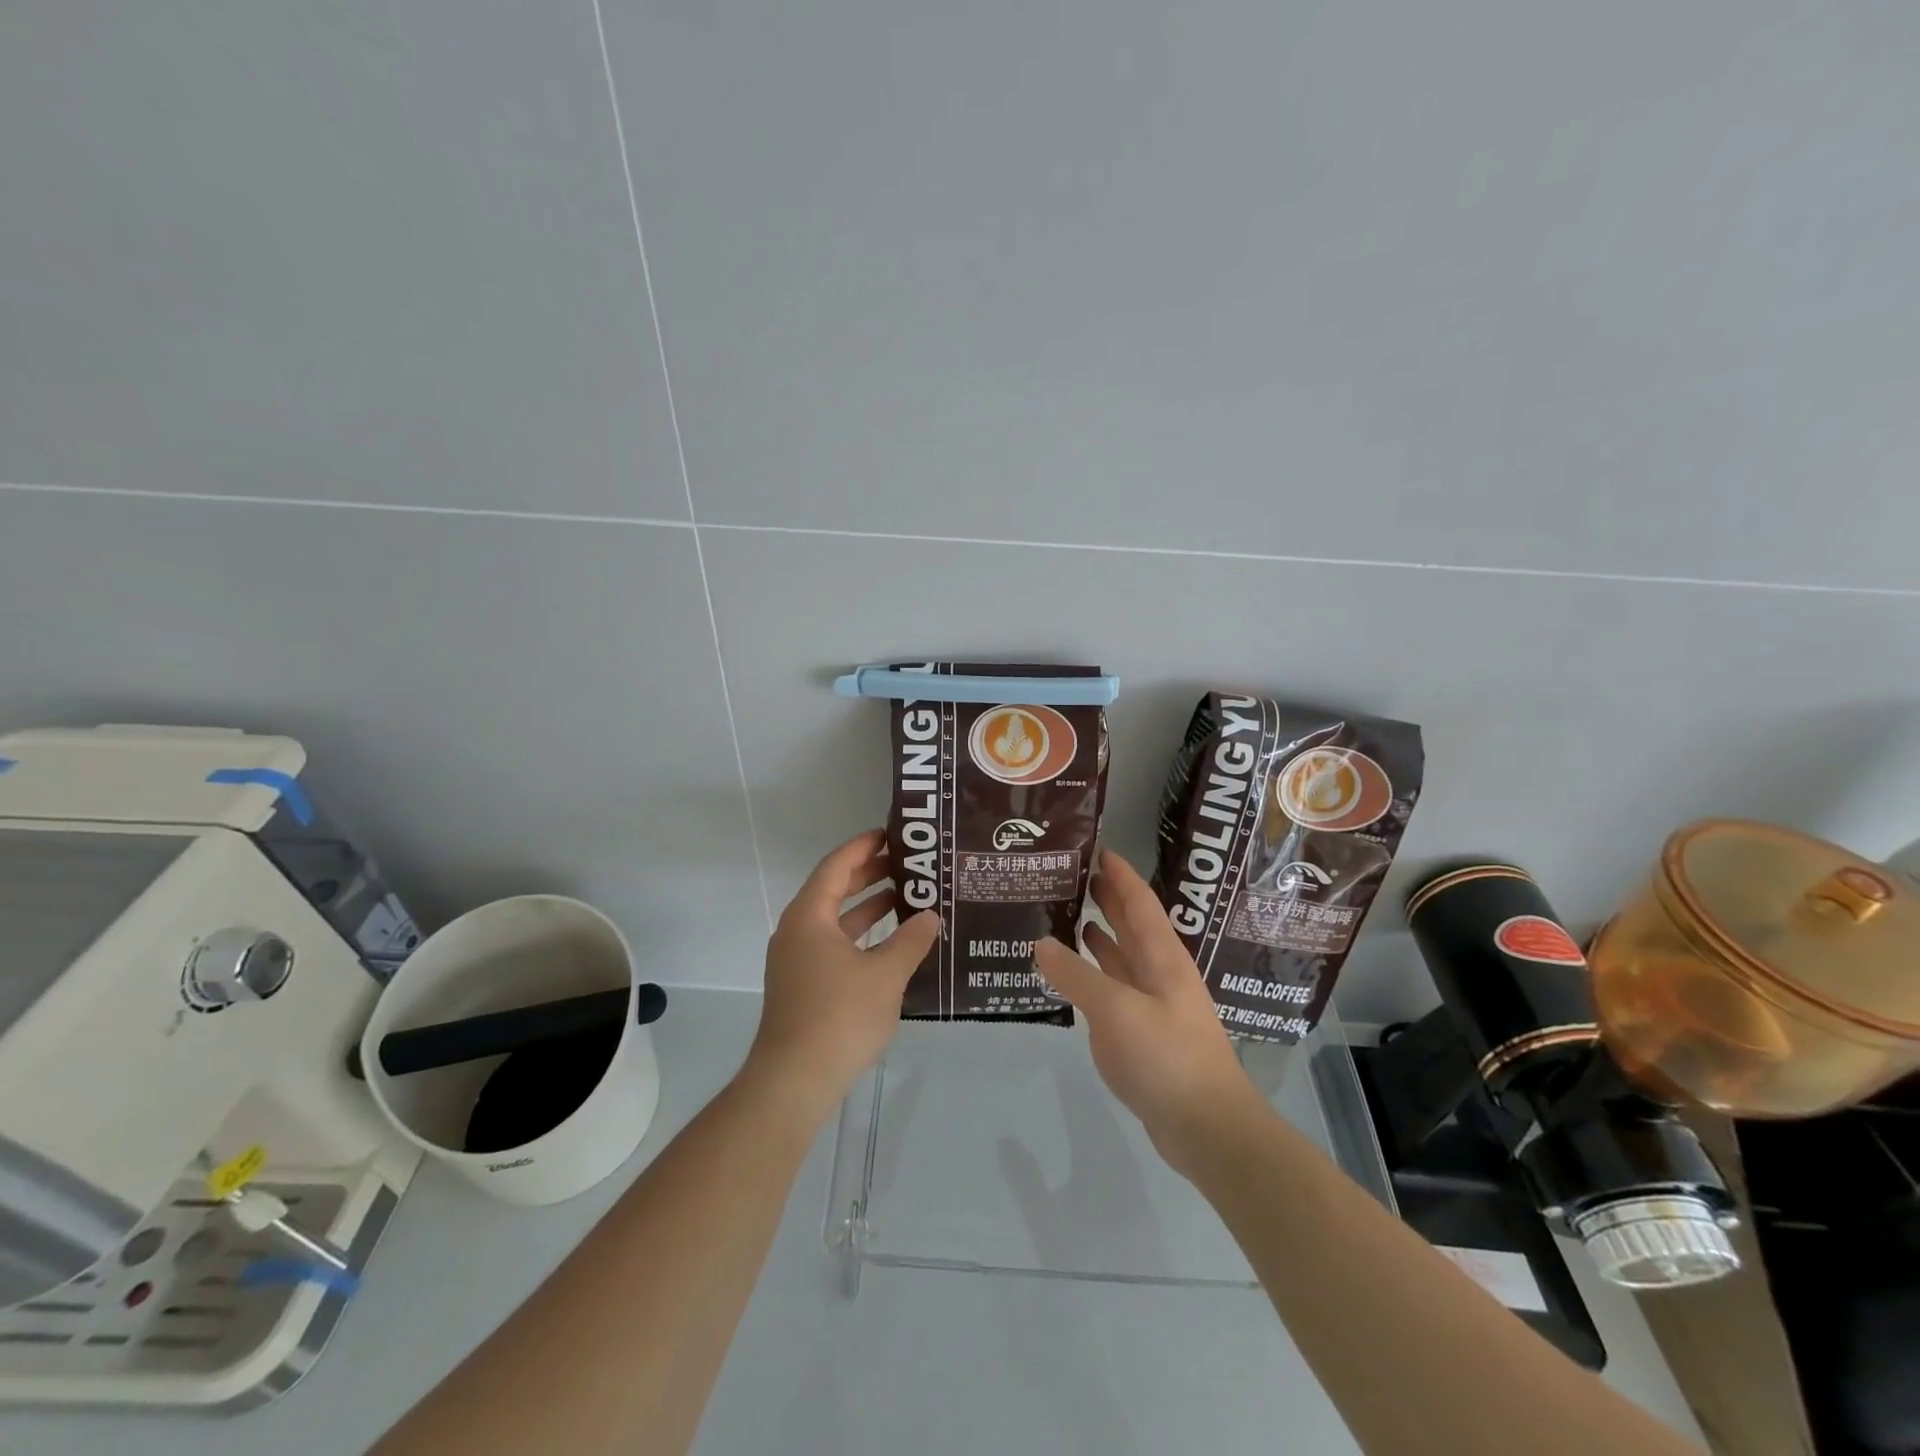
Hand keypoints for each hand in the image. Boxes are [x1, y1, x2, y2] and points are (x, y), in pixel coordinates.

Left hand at [745, 829, 940, 1114]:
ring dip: (866, 907)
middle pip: (832, 889)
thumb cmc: (839, 1017)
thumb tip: (931, 915)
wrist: (793, 1081)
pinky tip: (890, 945)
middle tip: (906, 864)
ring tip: (905, 898)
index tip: (891, 834)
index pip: (836, 866)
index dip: (863, 847)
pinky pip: (833, 945)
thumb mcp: (886, 975)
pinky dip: (860, 936)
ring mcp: (796, 960)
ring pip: (834, 920)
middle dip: (868, 874)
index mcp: (809, 917)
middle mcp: (796, 931)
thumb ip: (911, 940)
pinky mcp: (802, 986)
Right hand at [1034, 848, 1264, 1176]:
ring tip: (1066, 912)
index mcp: (1161, 957)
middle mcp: (1158, 972)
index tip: (1094, 847)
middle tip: (1070, 874)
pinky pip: (1113, 988)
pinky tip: (1073, 971)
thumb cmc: (1167, 1057)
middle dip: (1107, 896)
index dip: (1119, 873)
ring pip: (1122, 956)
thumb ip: (1076, 975)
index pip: (1139, 901)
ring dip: (1099, 932)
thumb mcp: (1115, 1011)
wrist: (1206, 1127)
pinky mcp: (1143, 1032)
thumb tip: (1040, 942)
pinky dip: (1093, 972)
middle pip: (1131, 923)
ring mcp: (1152, 1003)